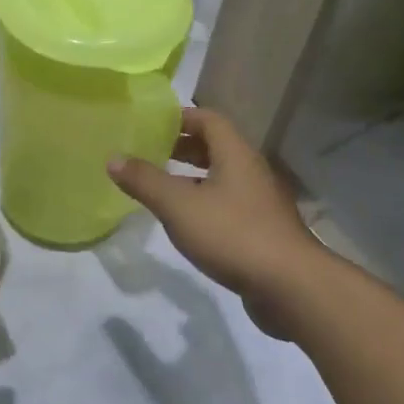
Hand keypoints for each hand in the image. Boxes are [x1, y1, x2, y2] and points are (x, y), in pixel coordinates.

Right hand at [107, 108, 315, 337]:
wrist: (290, 286)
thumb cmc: (232, 234)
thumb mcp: (179, 206)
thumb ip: (145, 181)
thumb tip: (113, 158)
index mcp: (236, 155)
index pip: (208, 120)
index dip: (180, 117)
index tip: (150, 124)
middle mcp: (251, 171)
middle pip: (216, 147)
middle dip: (182, 146)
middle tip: (148, 152)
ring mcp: (260, 202)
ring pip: (221, 177)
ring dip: (192, 176)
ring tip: (160, 185)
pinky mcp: (261, 230)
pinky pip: (228, 203)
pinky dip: (204, 202)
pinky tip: (185, 221)